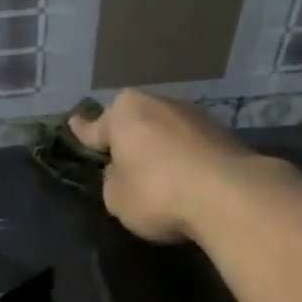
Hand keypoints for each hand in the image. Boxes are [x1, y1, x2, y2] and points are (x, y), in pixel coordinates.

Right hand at [68, 91, 255, 244]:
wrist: (227, 196)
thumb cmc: (157, 192)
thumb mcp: (116, 197)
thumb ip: (113, 180)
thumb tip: (125, 172)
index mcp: (126, 113)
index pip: (97, 126)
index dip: (83, 132)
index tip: (74, 124)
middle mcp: (161, 104)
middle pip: (137, 124)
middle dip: (130, 140)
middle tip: (122, 161)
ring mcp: (197, 117)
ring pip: (167, 133)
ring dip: (161, 150)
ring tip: (159, 176)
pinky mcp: (224, 136)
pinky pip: (192, 149)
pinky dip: (186, 162)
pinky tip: (187, 182)